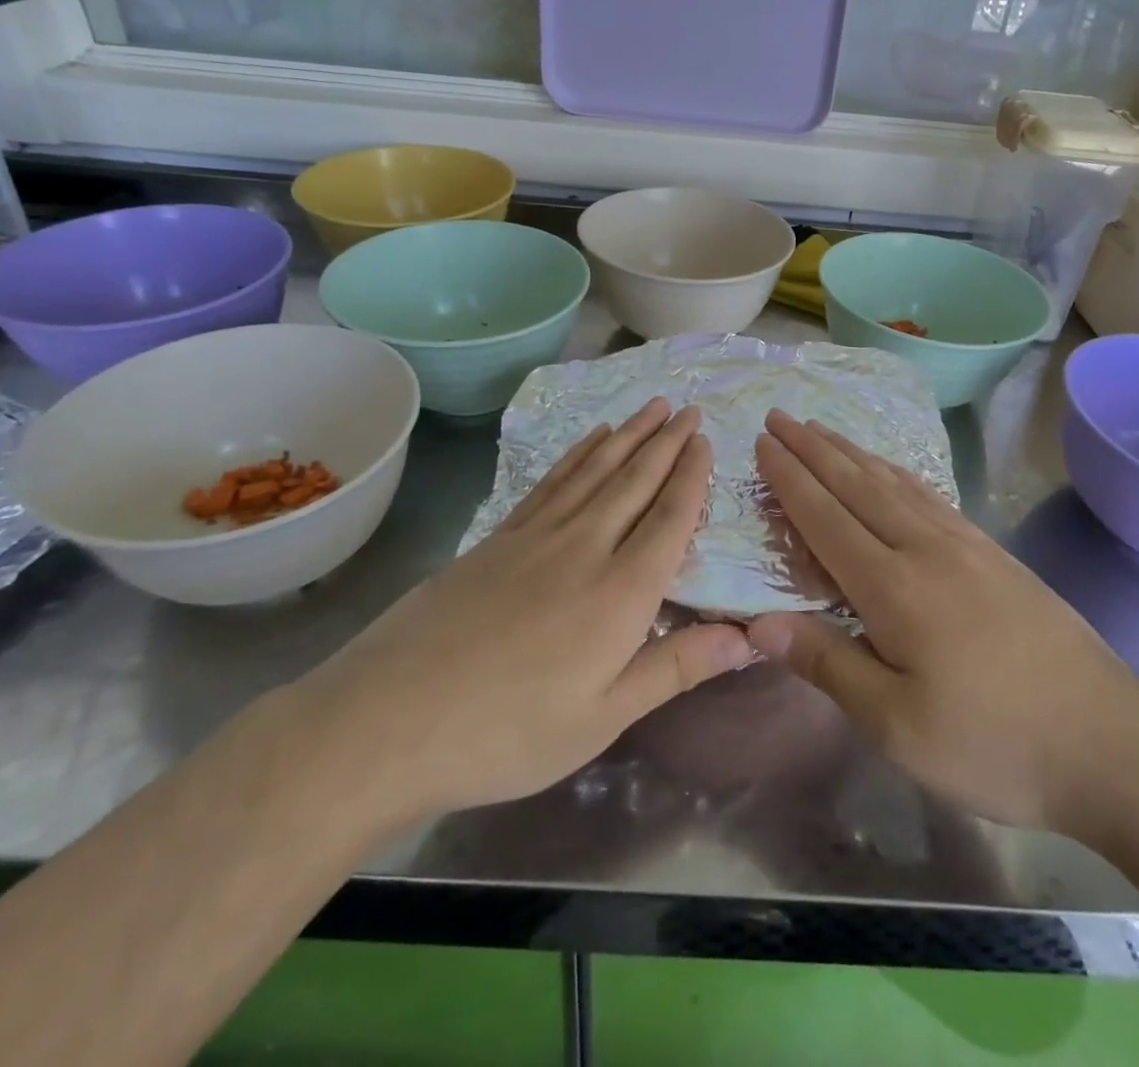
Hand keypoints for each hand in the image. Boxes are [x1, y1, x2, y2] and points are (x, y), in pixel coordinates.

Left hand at [281, 399, 752, 842]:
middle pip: (635, 480)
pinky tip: (590, 438)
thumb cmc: (509, 731)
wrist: (390, 719)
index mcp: (622, 591)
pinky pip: (551, 481)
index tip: (705, 439)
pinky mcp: (498, 537)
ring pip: (595, 470)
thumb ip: (677, 668)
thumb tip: (748, 639)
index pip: (670, 517)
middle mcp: (586, 546)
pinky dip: (577, 454)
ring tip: (651, 406)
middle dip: (666, 441)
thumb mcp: (604, 718)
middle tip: (688, 406)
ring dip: (628, 434)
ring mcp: (537, 535)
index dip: (691, 475)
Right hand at [747, 411, 1138, 846]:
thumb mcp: (897, 726)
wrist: (1110, 742)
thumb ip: (827, 664)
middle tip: (780, 416)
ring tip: (822, 429)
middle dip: (812, 449)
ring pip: (894, 483)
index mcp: (893, 587)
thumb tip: (758, 622)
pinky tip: (891, 470)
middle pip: (856, 485)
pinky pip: (930, 496)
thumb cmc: (993, 744)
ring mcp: (965, 545)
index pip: (825, 517)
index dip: (789, 478)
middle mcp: (925, 549)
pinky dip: (897, 472)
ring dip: (851, 452)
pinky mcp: (994, 553)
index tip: (762, 442)